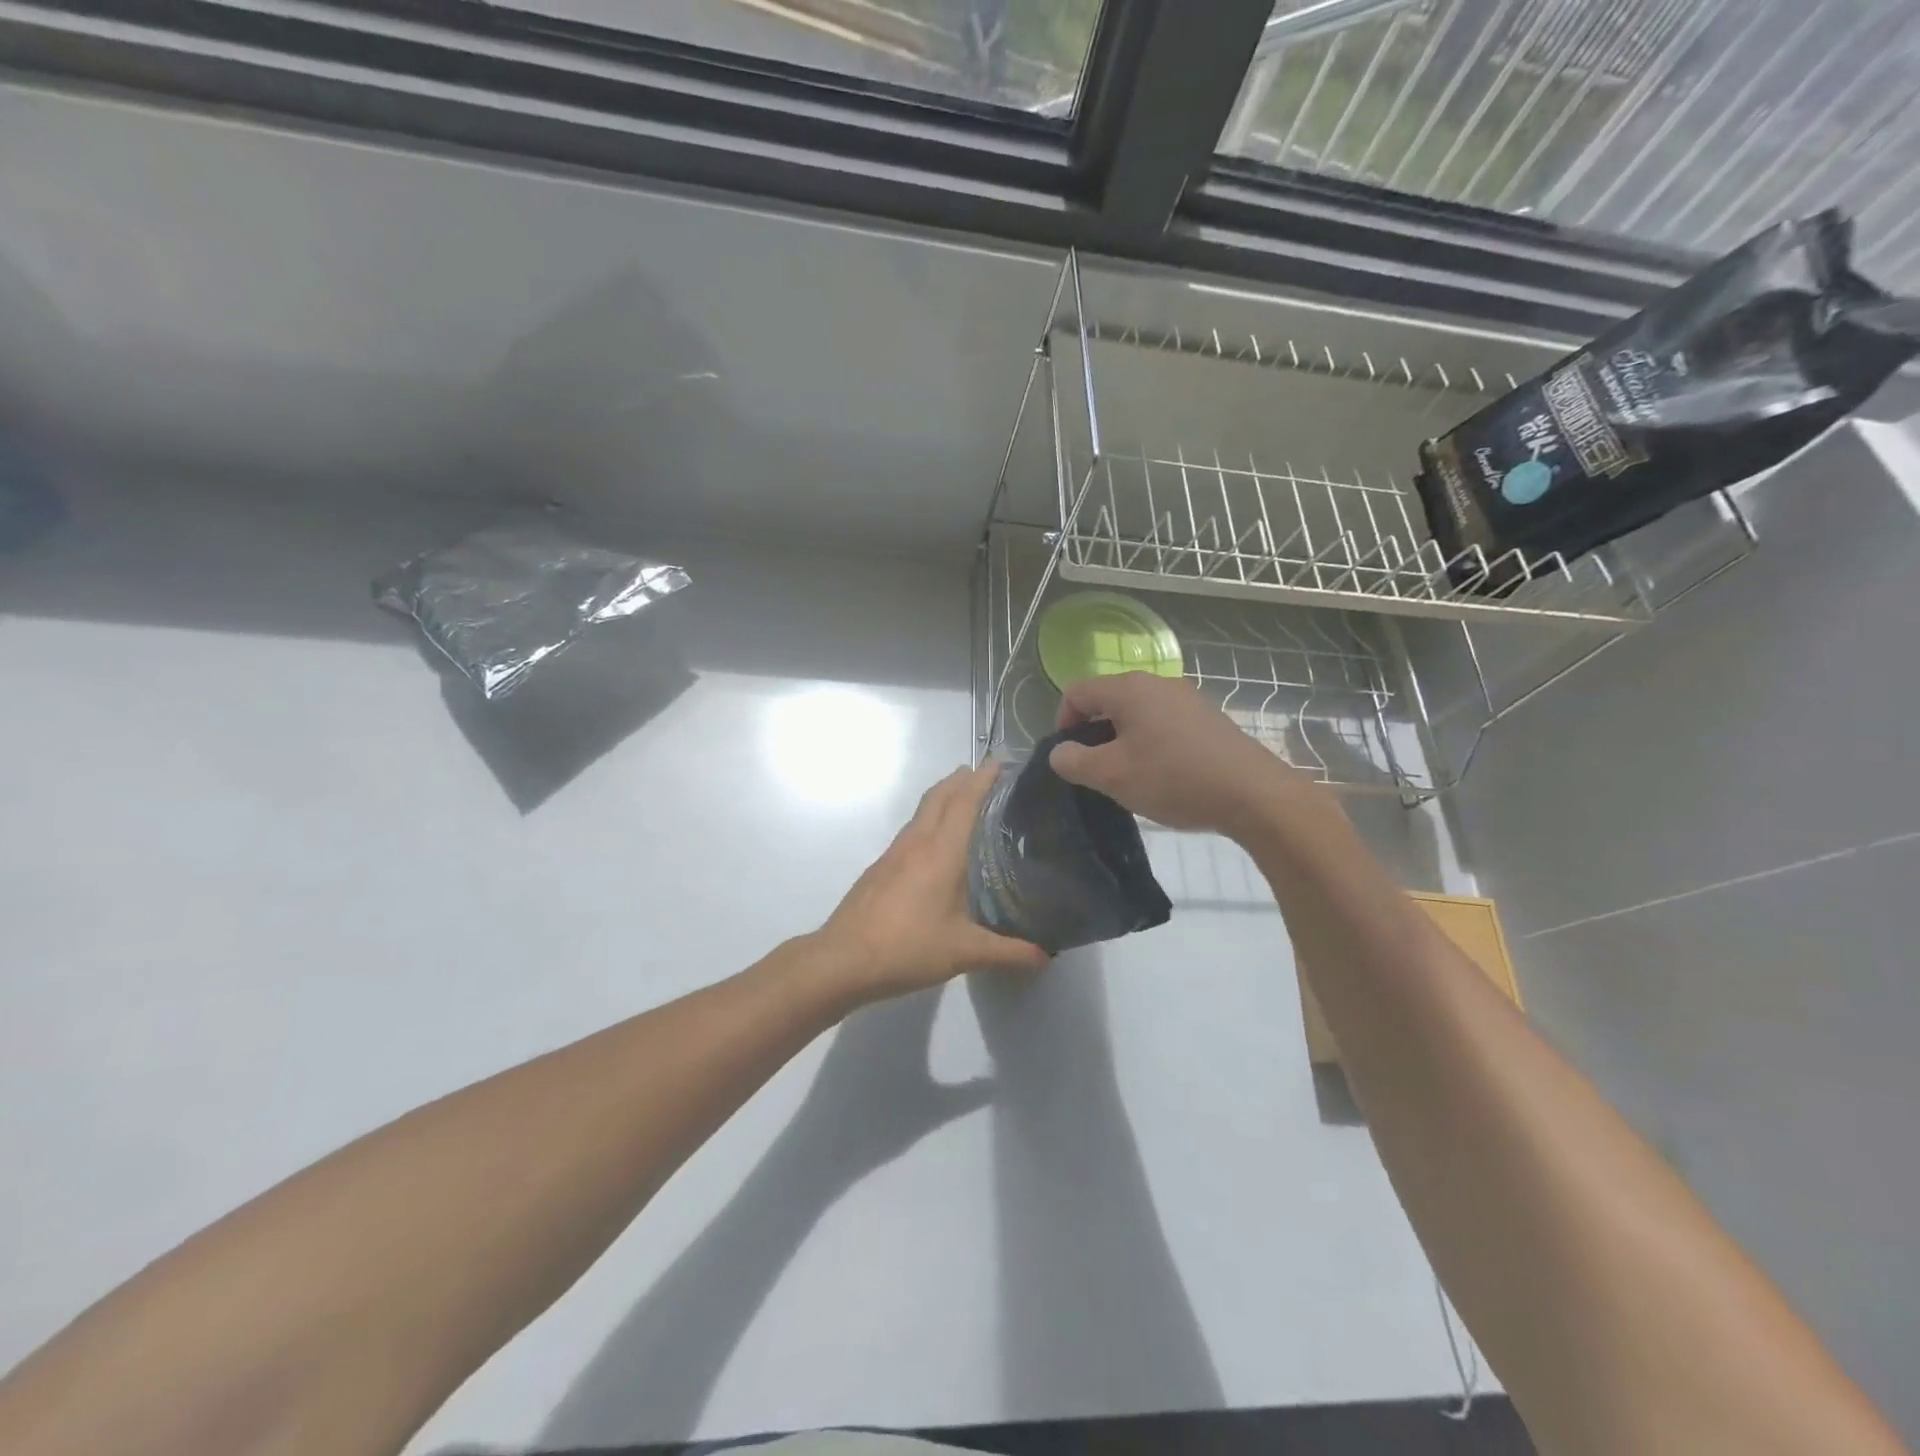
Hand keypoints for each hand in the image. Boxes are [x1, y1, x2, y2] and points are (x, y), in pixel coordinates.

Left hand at [813, 764, 1050, 1002]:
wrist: (843, 959)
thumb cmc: (908, 947)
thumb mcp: (964, 952)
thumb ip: (1007, 952)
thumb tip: (1045, 957)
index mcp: (941, 852)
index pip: (964, 802)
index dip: (982, 779)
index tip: (999, 763)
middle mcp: (917, 842)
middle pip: (940, 796)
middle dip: (961, 779)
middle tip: (985, 774)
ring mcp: (894, 853)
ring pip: (922, 811)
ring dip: (943, 796)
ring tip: (964, 800)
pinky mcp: (880, 867)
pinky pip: (911, 829)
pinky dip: (929, 819)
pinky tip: (936, 843)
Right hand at [1049, 672, 1323, 836]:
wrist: (1252, 793)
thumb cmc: (1173, 778)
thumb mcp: (1112, 776)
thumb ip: (1074, 761)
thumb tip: (1059, 752)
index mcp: (1128, 689)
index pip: (1076, 692)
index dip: (1062, 721)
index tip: (1069, 757)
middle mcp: (1157, 683)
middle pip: (1108, 699)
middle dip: (1094, 733)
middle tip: (1096, 770)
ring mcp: (1187, 698)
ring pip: (1137, 712)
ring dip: (1123, 740)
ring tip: (1130, 776)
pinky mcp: (1207, 718)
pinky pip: (1164, 722)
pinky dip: (1151, 742)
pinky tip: (1163, 774)